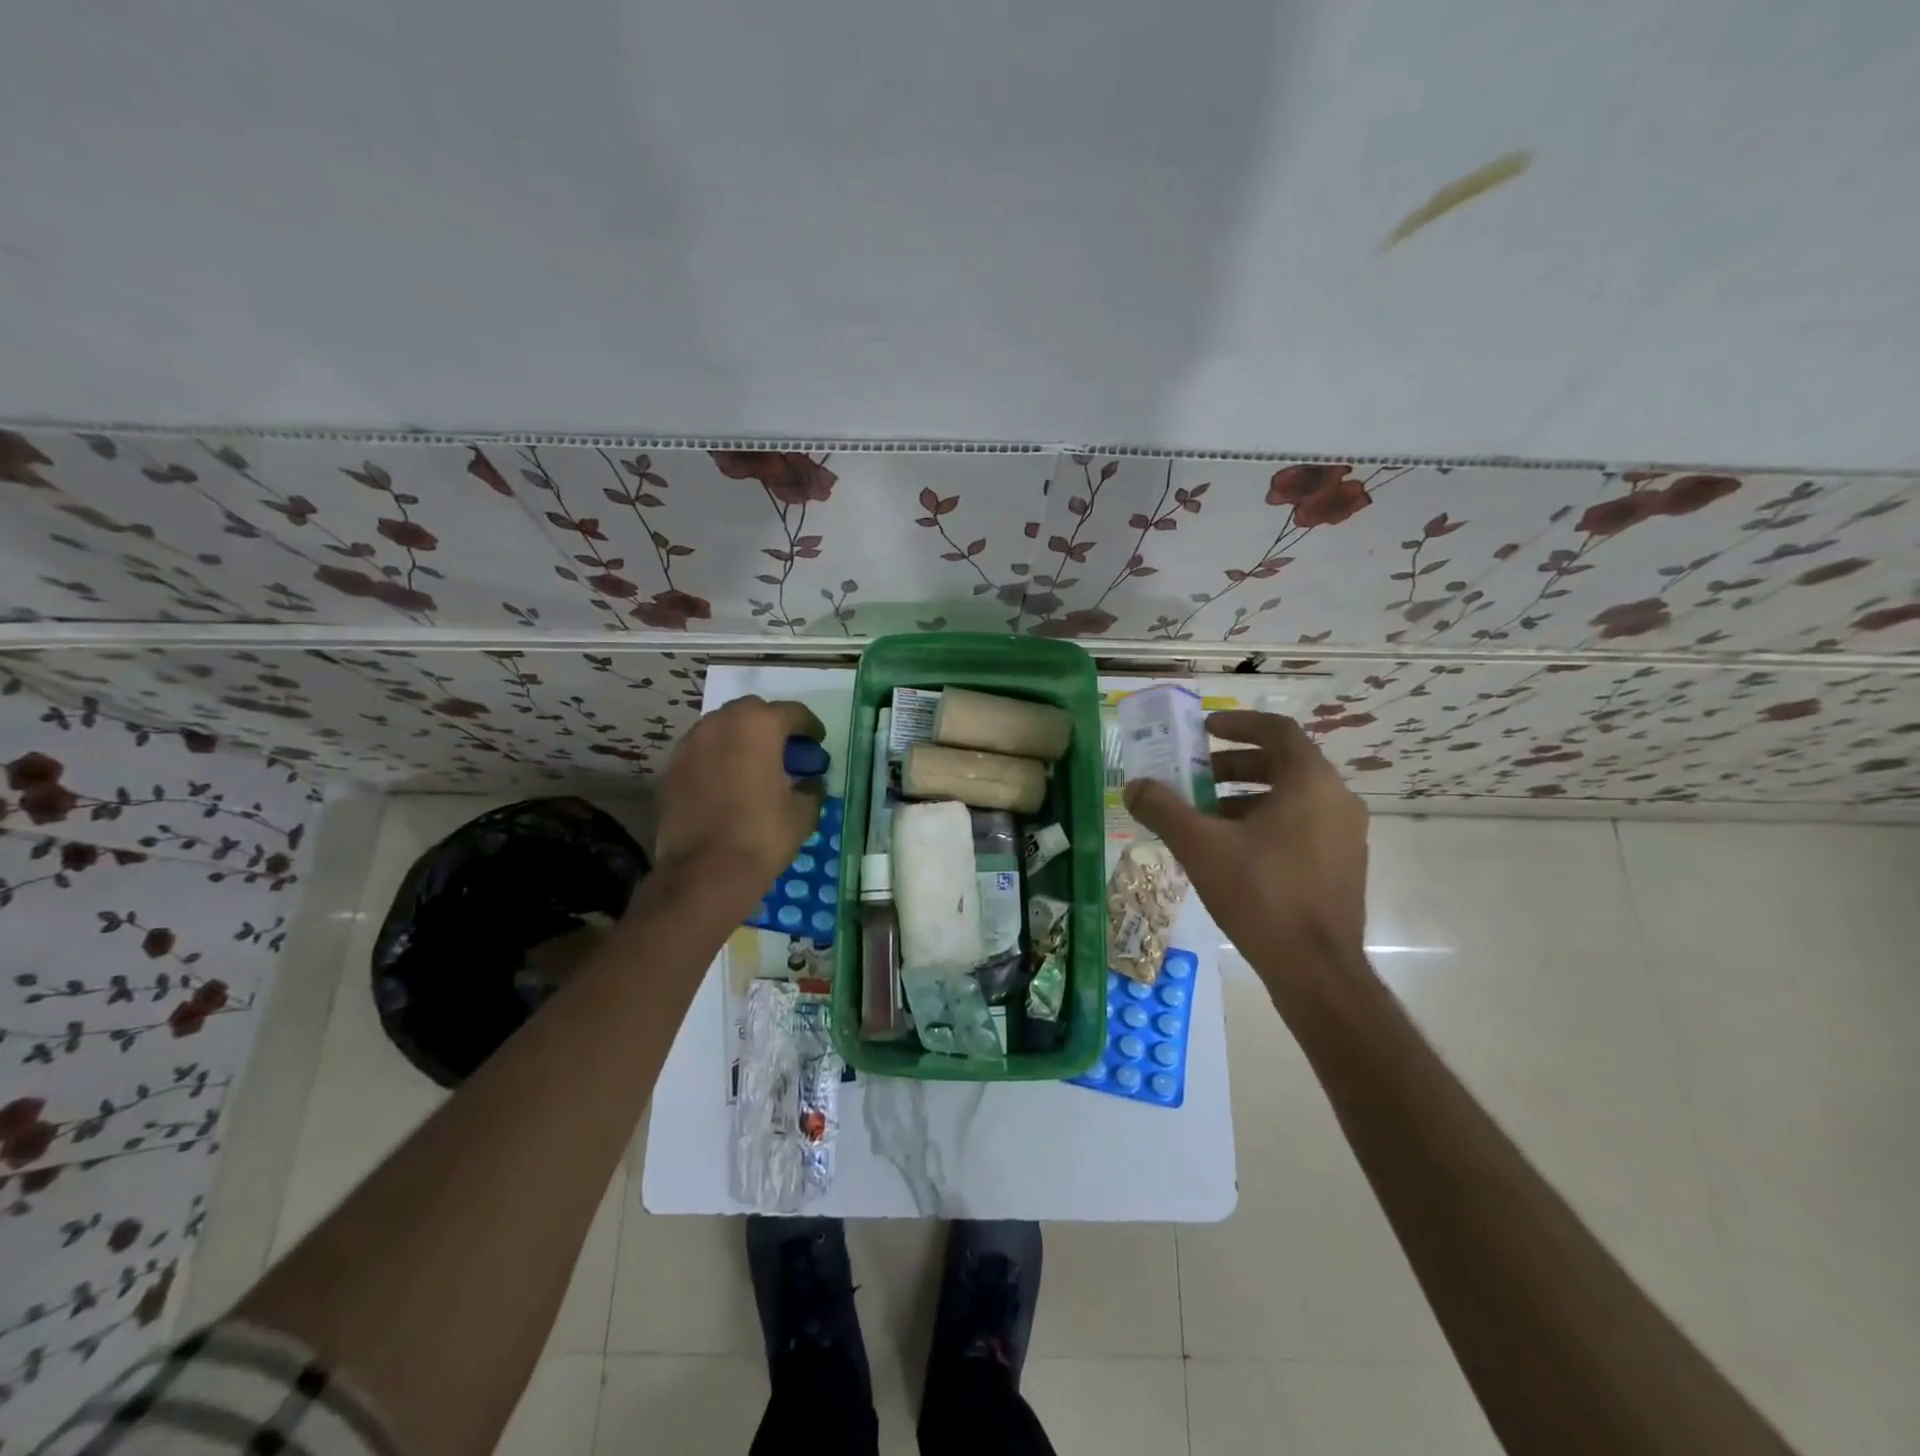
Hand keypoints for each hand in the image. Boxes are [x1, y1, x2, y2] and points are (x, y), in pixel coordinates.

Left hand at [653, 696, 826, 905]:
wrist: (704, 872)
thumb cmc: (762, 835)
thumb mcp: (802, 813)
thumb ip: (810, 789)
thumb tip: (809, 783)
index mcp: (759, 726)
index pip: (793, 713)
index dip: (810, 727)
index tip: (817, 743)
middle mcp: (721, 723)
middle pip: (753, 712)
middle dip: (771, 726)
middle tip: (785, 751)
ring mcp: (690, 744)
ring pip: (722, 728)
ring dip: (741, 739)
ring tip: (755, 765)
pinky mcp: (671, 768)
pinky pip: (701, 751)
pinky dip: (717, 758)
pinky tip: (728, 783)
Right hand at [1124, 711, 1368, 988]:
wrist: (1315, 969)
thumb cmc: (1260, 894)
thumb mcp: (1201, 846)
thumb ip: (1163, 809)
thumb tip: (1134, 787)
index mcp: (1310, 782)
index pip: (1277, 730)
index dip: (1238, 723)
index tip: (1204, 730)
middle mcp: (1337, 799)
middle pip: (1283, 763)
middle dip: (1233, 765)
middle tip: (1195, 775)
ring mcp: (1346, 834)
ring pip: (1292, 797)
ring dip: (1246, 796)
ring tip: (1205, 816)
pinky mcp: (1343, 865)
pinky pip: (1302, 825)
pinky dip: (1266, 822)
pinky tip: (1232, 850)